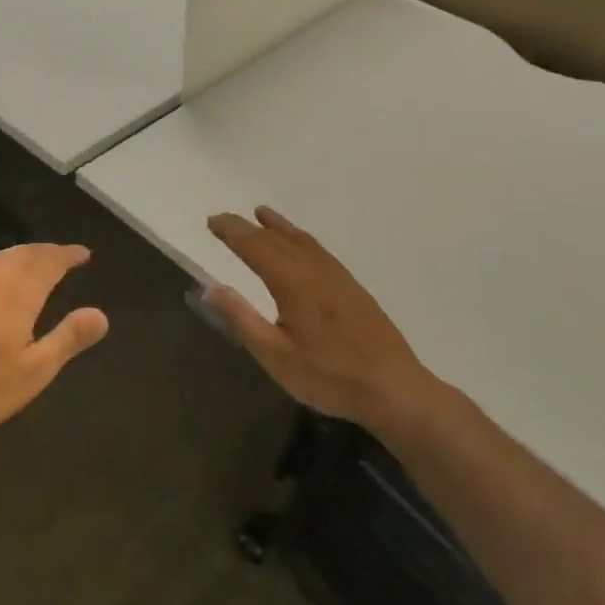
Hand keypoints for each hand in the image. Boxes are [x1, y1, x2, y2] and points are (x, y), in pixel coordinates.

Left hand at [0, 243, 109, 434]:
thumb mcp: (35, 370)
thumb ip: (68, 338)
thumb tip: (101, 315)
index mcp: (19, 291)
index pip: (50, 261)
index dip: (68, 255)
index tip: (83, 254)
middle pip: (26, 253)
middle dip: (47, 252)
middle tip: (63, 256)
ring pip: (1, 255)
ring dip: (22, 254)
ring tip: (35, 263)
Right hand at [206, 206, 440, 435]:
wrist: (394, 390)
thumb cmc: (329, 376)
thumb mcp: (275, 355)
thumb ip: (242, 319)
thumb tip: (210, 288)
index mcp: (293, 283)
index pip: (256, 247)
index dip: (232, 232)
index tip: (212, 221)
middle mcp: (315, 270)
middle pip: (277, 239)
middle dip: (249, 227)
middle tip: (225, 219)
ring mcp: (339, 277)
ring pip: (303, 241)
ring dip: (279, 226)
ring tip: (262, 214)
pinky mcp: (353, 288)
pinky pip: (320, 251)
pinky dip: (302, 239)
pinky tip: (302, 246)